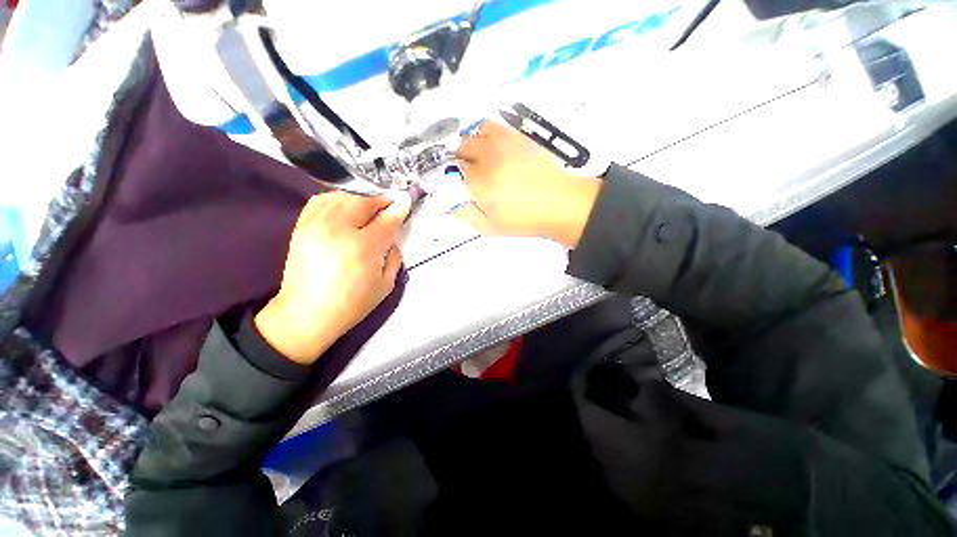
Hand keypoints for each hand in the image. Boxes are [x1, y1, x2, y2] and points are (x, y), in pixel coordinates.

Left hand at [255, 191, 410, 363]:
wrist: (307, 315)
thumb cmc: (352, 304)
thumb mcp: (385, 285)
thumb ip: (394, 257)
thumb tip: (393, 239)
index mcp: (363, 247)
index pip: (386, 220)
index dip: (399, 209)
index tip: (406, 201)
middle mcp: (338, 230)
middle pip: (363, 202)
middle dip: (381, 200)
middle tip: (391, 204)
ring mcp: (316, 225)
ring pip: (342, 197)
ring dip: (361, 199)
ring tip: (370, 207)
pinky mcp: (301, 227)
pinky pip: (321, 200)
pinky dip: (337, 199)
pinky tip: (346, 207)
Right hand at [455, 121, 601, 248]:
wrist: (559, 203)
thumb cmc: (524, 219)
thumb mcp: (488, 227)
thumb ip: (463, 213)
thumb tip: (446, 201)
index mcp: (478, 183)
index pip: (448, 172)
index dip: (445, 179)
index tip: (449, 186)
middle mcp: (486, 158)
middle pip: (457, 151)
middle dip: (456, 164)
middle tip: (465, 178)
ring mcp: (500, 143)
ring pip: (470, 136)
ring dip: (467, 149)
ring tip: (477, 163)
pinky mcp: (514, 136)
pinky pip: (488, 126)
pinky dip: (481, 135)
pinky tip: (488, 149)